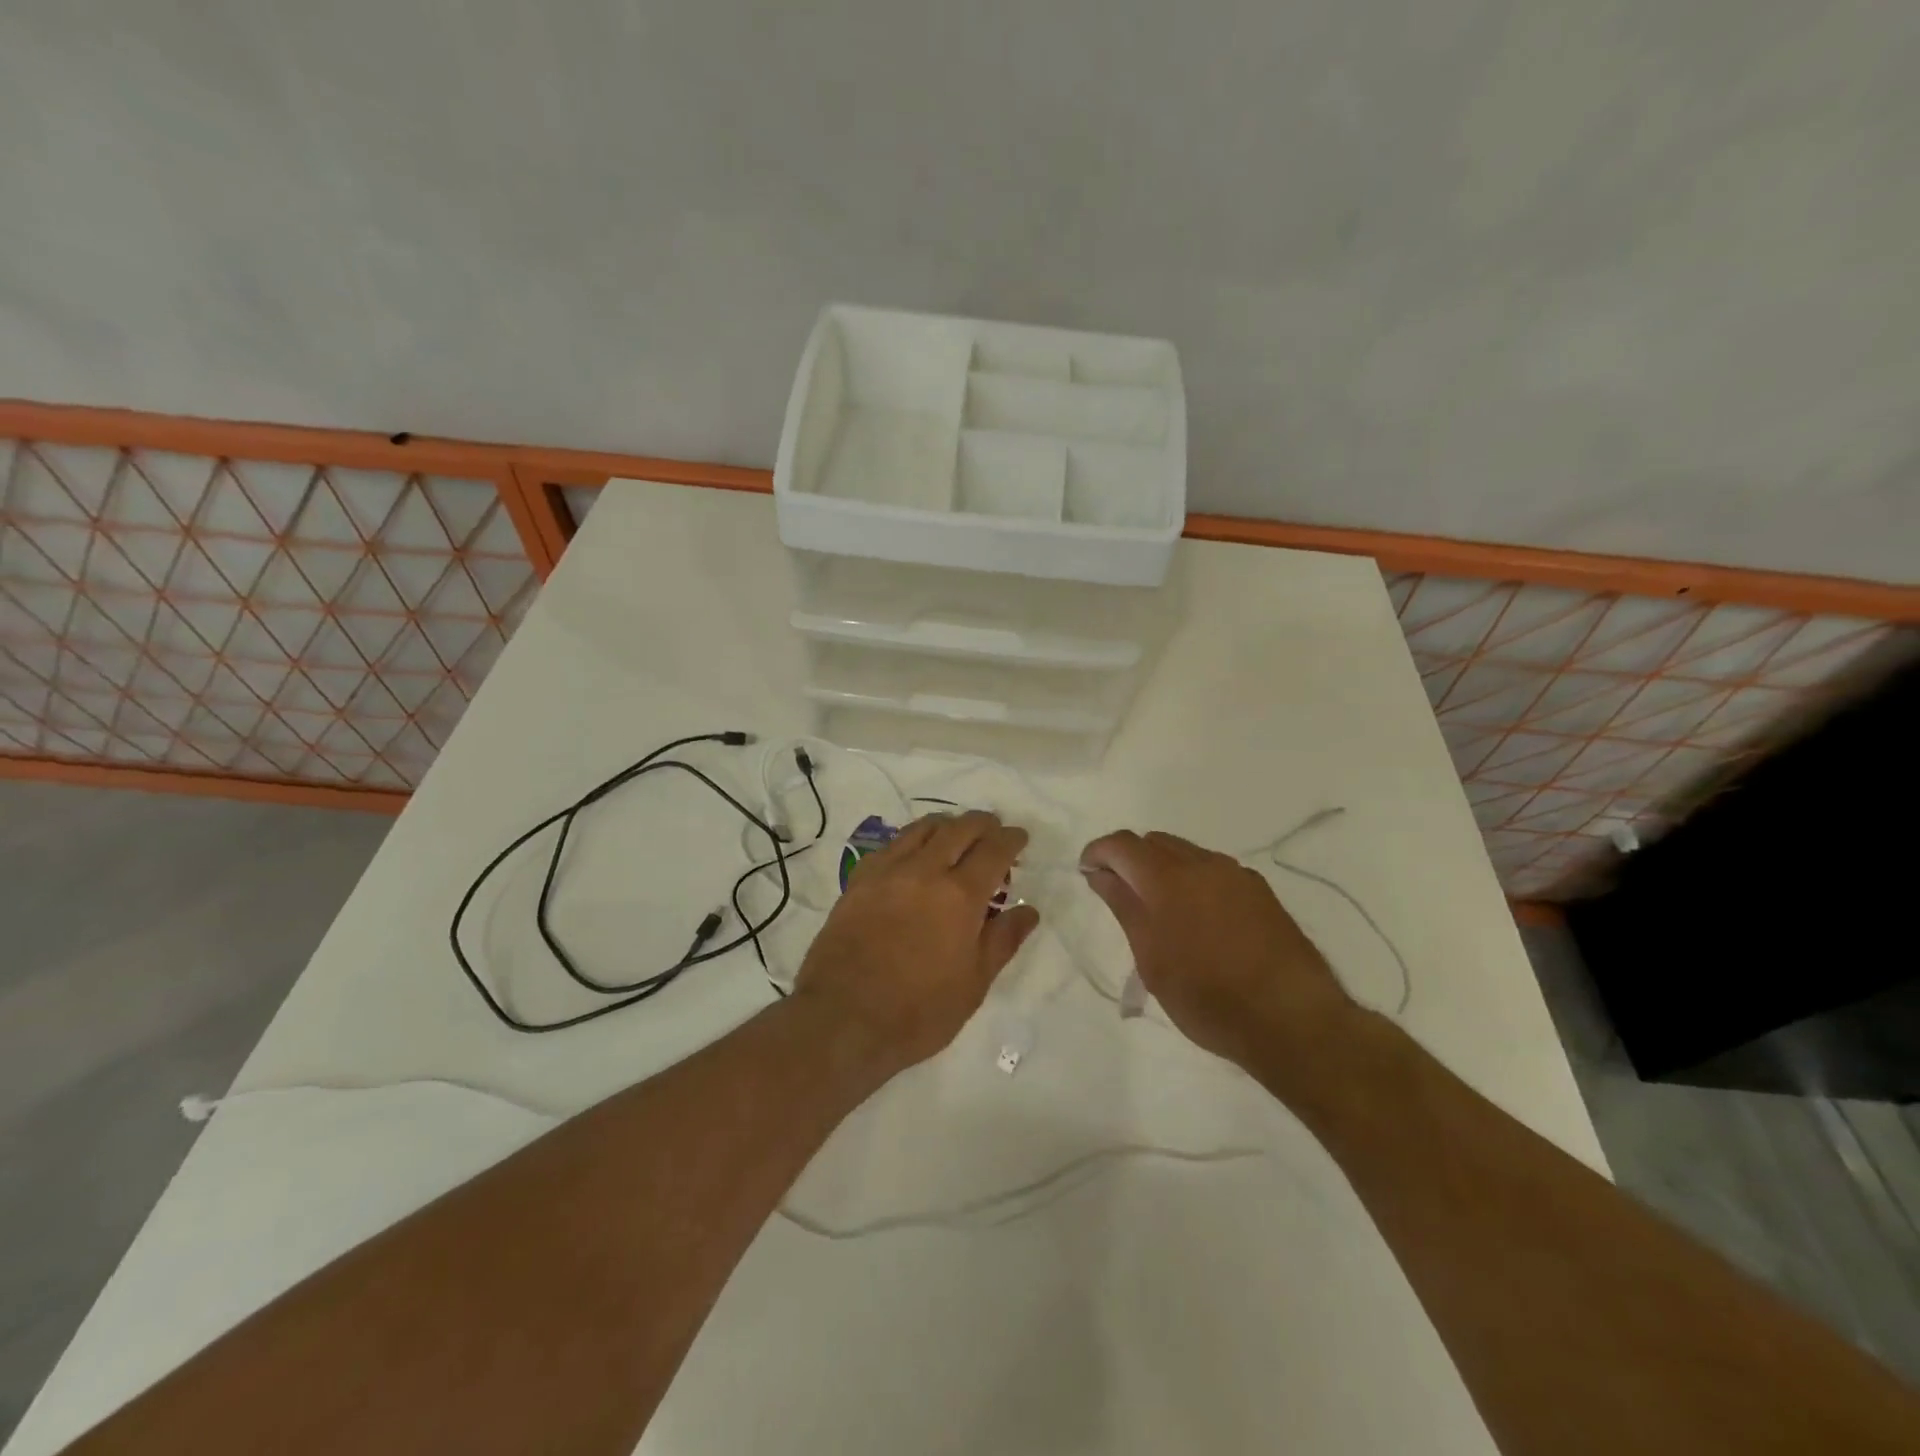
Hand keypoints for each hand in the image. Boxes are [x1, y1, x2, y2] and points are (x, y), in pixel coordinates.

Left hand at [793, 811, 1040, 1074]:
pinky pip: (891, 844)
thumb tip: (1028, 910)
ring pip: (922, 828)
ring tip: (957, 836)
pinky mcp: (858, 880)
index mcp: (960, 896)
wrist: (842, 1019)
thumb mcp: (973, 984)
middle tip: (993, 832)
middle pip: (959, 828)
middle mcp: (925, 871)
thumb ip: (1003, 940)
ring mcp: (887, 871)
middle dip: (982, 824)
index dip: (1011, 839)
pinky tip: (914, 855)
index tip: (1020, 838)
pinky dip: (912, 840)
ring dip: (947, 825)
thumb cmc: (917, 1011)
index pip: (994, 850)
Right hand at [1078, 829, 1356, 1071]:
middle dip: (1130, 859)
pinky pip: (1214, 870)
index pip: (1122, 844)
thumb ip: (1124, 907)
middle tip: (1121, 895)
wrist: (1292, 1019)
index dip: (1098, 853)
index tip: (1087, 874)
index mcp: (1168, 877)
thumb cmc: (1206, 996)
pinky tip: (1199, 919)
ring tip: (1160, 911)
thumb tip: (1101, 874)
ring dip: (1163, 869)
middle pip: (1155, 842)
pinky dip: (1194, 880)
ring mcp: (1236, 874)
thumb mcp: (1151, 958)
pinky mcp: (1260, 891)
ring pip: (1187, 853)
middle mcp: (1203, 863)